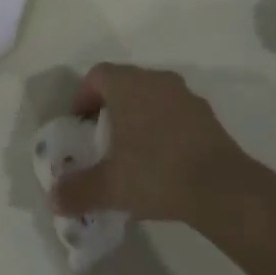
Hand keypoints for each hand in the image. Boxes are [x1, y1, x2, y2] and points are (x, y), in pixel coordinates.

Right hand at [49, 64, 252, 227]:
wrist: (221, 187)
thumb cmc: (156, 172)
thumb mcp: (110, 187)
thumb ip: (78, 190)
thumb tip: (54, 199)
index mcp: (128, 84)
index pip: (97, 75)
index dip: (83, 98)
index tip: (79, 127)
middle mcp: (156, 80)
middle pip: (124, 84)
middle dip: (110, 109)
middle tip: (102, 142)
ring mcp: (185, 95)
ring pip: (151, 98)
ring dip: (139, 118)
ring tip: (133, 155)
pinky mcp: (207, 115)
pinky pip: (175, 114)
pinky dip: (163, 129)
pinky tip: (163, 163)